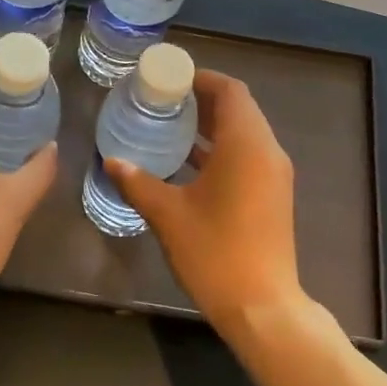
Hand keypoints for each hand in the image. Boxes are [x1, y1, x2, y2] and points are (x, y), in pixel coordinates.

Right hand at [106, 71, 307, 336]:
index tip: (169, 79)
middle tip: (163, 100)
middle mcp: (267, 151)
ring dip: (212, 125)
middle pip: (239, 108)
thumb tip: (112, 161)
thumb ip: (139, 183)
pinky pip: (248, 155)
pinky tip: (189, 162)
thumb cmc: (215, 252)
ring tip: (171, 125)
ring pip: (244, 133)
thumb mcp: (169, 215)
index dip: (201, 79)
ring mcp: (274, 175)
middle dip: (203, 100)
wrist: (262, 307)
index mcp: (246, 145)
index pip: (230, 91)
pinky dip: (221, 149)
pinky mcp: (273, 195)